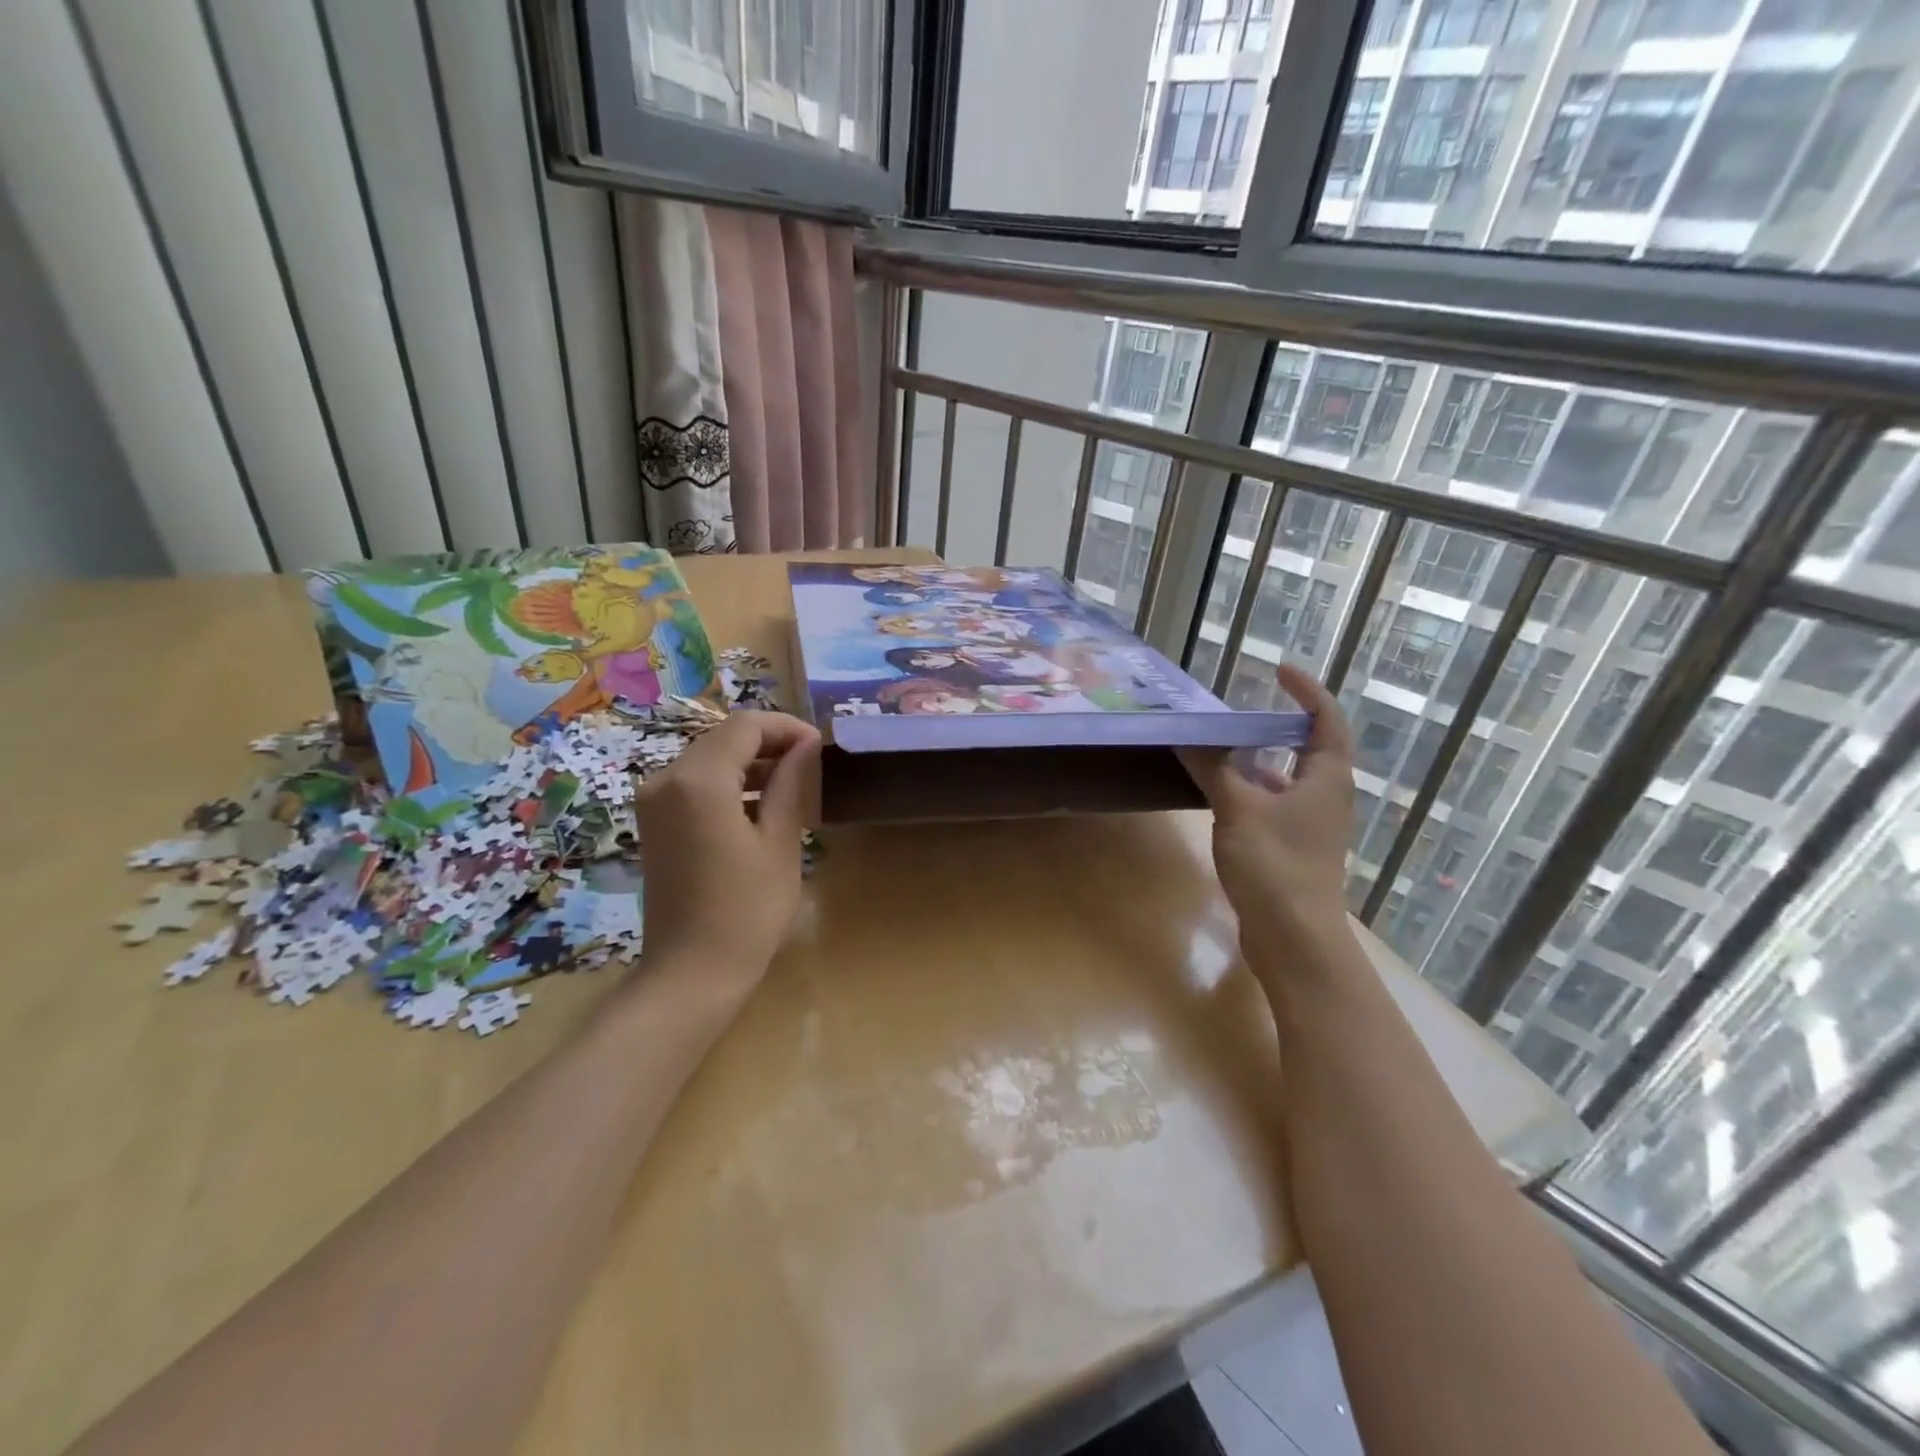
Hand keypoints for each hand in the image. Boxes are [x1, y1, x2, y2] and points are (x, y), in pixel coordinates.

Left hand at [635, 711, 822, 992]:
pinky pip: (694, 784)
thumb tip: (806, 745)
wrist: (691, 974)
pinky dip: (728, 783)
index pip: (746, 726)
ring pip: (709, 759)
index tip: (820, 747)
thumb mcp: (779, 843)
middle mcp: (666, 779)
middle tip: (811, 764)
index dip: (787, 728)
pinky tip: (759, 807)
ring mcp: (654, 801)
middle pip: (724, 738)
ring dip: (750, 763)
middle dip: (769, 743)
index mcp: (698, 780)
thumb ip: (791, 784)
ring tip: (793, 785)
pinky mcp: (654, 822)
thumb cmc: (747, 911)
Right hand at [1178, 665, 1358, 971]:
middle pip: (1307, 746)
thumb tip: (1187, 734)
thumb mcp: (1238, 808)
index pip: (1326, 718)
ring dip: (1258, 758)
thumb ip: (1213, 768)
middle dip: (1275, 723)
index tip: (1276, 670)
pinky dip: (1249, 789)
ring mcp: (1311, 824)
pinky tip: (1218, 792)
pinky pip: (1273, 803)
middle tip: (1237, 708)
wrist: (1294, 937)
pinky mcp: (1293, 847)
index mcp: (1327, 777)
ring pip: (1286, 777)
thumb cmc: (1275, 864)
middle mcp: (1326, 795)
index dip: (1306, 690)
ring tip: (1220, 745)